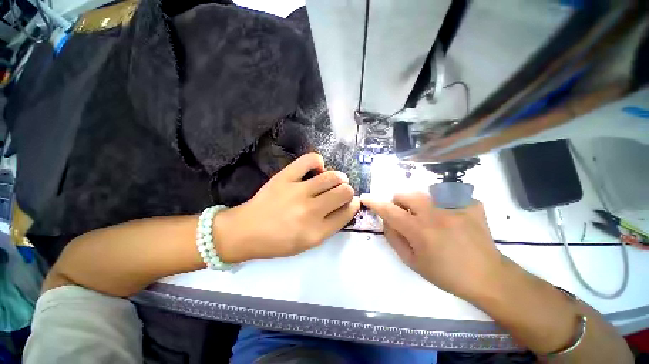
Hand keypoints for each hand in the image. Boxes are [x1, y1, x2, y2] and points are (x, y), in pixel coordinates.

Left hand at [214, 153, 359, 262]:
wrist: (246, 231)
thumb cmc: (278, 241)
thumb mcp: (308, 243)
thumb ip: (330, 226)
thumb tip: (346, 206)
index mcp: (317, 232)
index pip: (347, 213)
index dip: (353, 205)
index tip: (352, 202)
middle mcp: (311, 211)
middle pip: (344, 192)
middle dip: (348, 191)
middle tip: (342, 191)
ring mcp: (298, 191)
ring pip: (332, 176)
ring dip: (339, 177)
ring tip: (335, 179)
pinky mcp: (285, 177)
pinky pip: (310, 160)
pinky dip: (318, 161)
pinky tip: (318, 168)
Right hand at [361, 192, 506, 299]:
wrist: (488, 277)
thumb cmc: (446, 274)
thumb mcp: (412, 262)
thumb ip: (394, 238)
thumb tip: (386, 220)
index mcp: (419, 230)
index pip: (388, 210)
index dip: (374, 202)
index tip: (366, 197)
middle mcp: (435, 213)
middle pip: (405, 193)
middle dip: (398, 202)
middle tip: (406, 216)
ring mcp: (455, 206)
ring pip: (423, 191)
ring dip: (418, 202)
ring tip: (429, 217)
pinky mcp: (470, 204)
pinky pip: (447, 195)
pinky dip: (443, 203)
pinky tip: (451, 217)